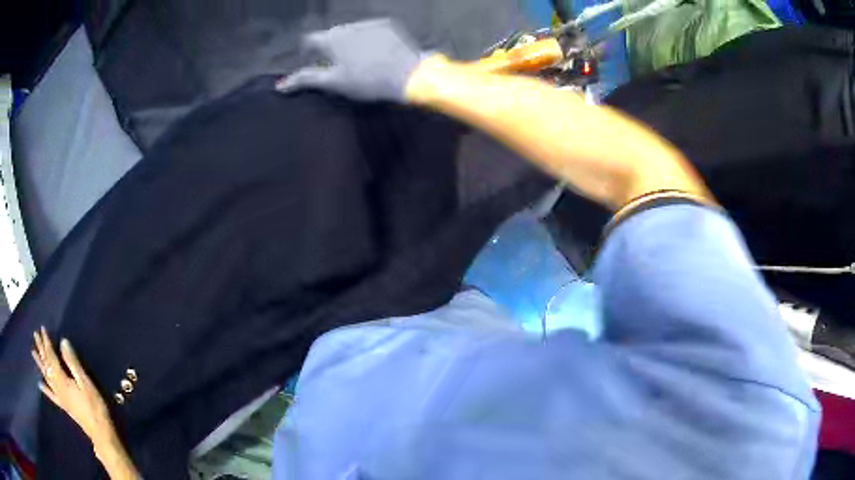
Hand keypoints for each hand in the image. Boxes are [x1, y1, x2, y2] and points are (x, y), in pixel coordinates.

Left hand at [31, 327, 115, 448]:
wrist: (100, 433)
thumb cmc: (95, 406)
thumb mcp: (86, 383)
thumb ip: (73, 363)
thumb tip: (62, 342)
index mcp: (62, 379)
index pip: (51, 357)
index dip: (47, 342)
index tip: (42, 329)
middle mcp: (58, 386)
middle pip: (47, 365)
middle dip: (41, 350)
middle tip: (35, 335)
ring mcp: (60, 397)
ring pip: (47, 377)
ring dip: (40, 364)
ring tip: (33, 352)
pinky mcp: (63, 405)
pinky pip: (52, 396)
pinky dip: (45, 389)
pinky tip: (40, 385)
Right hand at [275, 18, 429, 102]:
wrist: (408, 74)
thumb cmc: (367, 81)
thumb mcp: (333, 82)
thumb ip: (306, 79)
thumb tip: (281, 85)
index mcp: (331, 39)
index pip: (309, 40)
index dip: (308, 52)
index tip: (314, 63)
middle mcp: (347, 26)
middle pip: (331, 35)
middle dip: (330, 49)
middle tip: (339, 67)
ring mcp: (369, 23)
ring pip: (351, 32)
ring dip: (349, 42)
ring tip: (360, 61)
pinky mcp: (387, 24)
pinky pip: (371, 29)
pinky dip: (368, 38)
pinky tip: (376, 53)